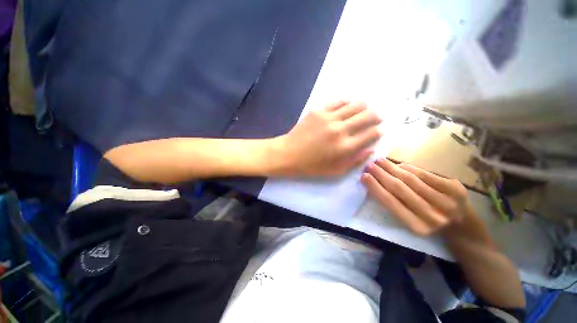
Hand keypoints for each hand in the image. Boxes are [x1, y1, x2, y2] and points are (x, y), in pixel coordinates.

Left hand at [276, 101, 381, 175]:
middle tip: (377, 117)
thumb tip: (371, 150)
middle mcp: (340, 129)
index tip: (381, 129)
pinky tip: (348, 105)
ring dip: (364, 106)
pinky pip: (338, 101)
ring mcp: (329, 118)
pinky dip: (347, 102)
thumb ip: (355, 161)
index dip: (379, 130)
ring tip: (365, 109)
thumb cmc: (311, 166)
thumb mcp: (335, 171)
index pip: (371, 134)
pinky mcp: (318, 110)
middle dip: (376, 116)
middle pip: (367, 116)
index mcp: (345, 147)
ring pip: (355, 105)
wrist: (288, 154)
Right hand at [362, 158, 469, 235]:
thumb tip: (377, 181)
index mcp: (417, 227)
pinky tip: (399, 164)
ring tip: (380, 161)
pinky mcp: (457, 189)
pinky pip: (426, 174)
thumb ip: (395, 204)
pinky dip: (410, 168)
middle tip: (369, 165)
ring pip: (411, 179)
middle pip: (399, 188)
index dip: (375, 187)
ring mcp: (447, 201)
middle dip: (381, 174)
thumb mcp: (410, 222)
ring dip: (392, 167)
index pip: (390, 202)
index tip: (363, 176)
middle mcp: (433, 216)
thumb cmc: (430, 225)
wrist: (464, 228)